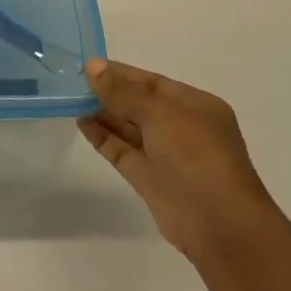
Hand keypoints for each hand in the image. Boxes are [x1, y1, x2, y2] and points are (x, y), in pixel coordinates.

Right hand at [78, 59, 275, 259]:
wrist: (219, 226)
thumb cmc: (197, 156)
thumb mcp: (160, 113)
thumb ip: (123, 91)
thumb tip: (93, 66)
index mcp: (195, 106)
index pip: (152, 82)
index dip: (121, 73)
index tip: (87, 65)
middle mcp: (182, 128)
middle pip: (139, 103)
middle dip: (109, 92)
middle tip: (73, 80)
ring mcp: (165, 155)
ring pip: (129, 127)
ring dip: (102, 112)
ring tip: (71, 97)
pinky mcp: (149, 179)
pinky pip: (122, 150)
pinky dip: (103, 137)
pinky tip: (81, 122)